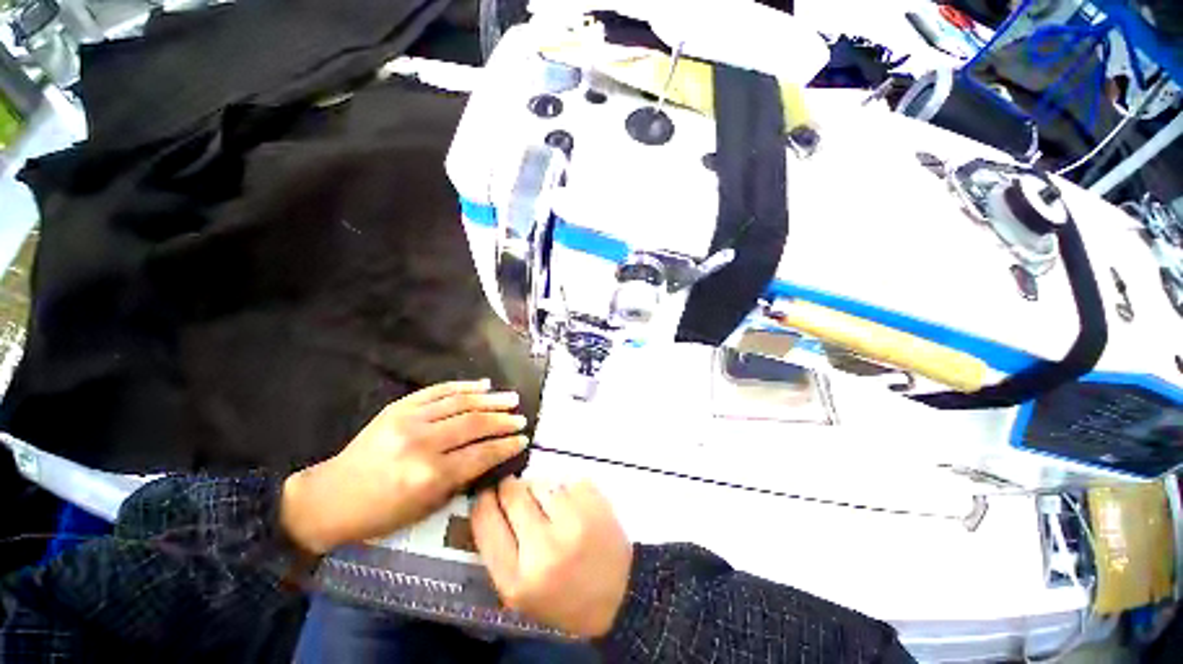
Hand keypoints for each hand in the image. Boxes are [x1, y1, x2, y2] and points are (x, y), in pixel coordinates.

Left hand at [281, 379, 528, 554]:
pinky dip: (464, 386)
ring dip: (491, 400)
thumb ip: (461, 479)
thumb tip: (489, 455)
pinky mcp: (399, 407)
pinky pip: (438, 391)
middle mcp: (422, 443)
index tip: (523, 440)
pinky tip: (483, 385)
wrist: (331, 497)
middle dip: (503, 421)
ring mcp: (409, 420)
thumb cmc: (380, 512)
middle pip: (475, 424)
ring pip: (461, 403)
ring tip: (511, 398)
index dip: (506, 446)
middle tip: (521, 418)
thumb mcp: (425, 507)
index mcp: (428, 475)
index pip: (481, 454)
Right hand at [472, 478, 632, 637]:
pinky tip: (572, 507)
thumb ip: (497, 548)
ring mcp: (574, 521)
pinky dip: (564, 488)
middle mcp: (545, 547)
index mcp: (517, 579)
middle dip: (510, 489)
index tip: (487, 493)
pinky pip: (566, 479)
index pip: (485, 520)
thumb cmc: (562, 597)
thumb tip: (486, 498)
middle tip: (517, 494)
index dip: (483, 500)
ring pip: (541, 481)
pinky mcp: (595, 502)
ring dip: (539, 489)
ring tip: (549, 508)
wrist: (618, 596)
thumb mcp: (518, 591)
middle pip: (513, 492)